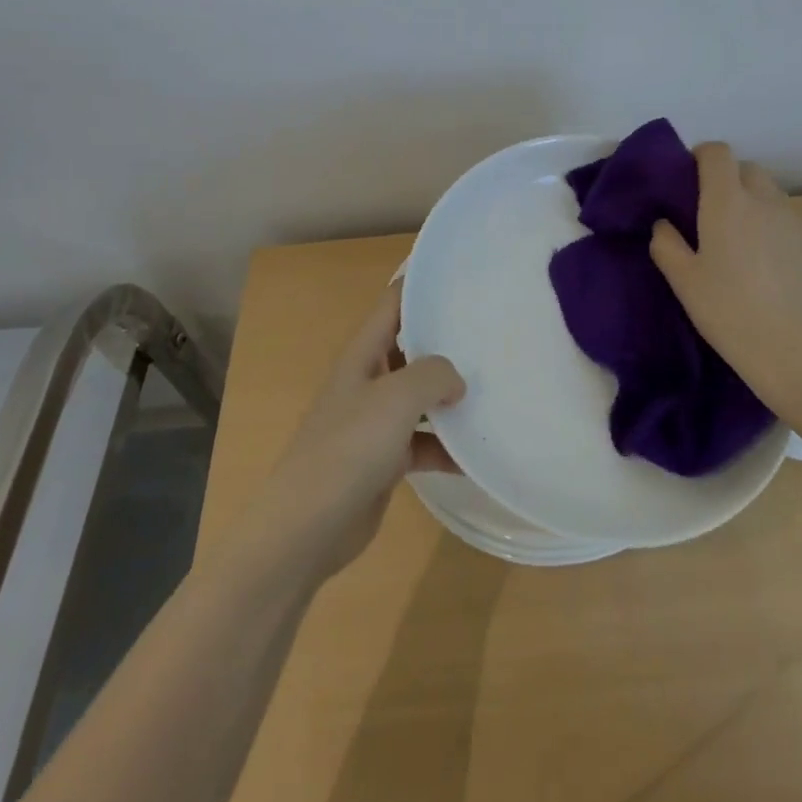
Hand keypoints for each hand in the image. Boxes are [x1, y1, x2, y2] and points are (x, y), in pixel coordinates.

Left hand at [248, 282, 464, 580]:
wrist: (306, 528)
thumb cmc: (348, 448)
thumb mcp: (396, 397)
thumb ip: (433, 374)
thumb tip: (457, 380)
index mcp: (363, 354)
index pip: (394, 302)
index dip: (421, 282)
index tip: (460, 273)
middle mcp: (369, 380)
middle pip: (412, 347)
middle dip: (447, 340)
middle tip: (492, 330)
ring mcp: (375, 421)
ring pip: (421, 397)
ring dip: (452, 396)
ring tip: (496, 387)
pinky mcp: (384, 459)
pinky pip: (423, 442)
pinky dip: (447, 446)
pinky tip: (477, 454)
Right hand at [649, 141, 801, 422]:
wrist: (799, 351)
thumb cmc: (730, 313)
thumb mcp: (684, 282)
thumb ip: (666, 244)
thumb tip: (664, 223)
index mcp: (728, 202)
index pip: (717, 153)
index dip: (703, 157)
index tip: (693, 179)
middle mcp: (767, 200)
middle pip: (748, 170)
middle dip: (732, 183)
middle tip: (719, 219)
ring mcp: (800, 220)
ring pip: (775, 198)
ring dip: (759, 210)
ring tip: (752, 251)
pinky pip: (797, 224)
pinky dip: (784, 234)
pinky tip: (780, 271)